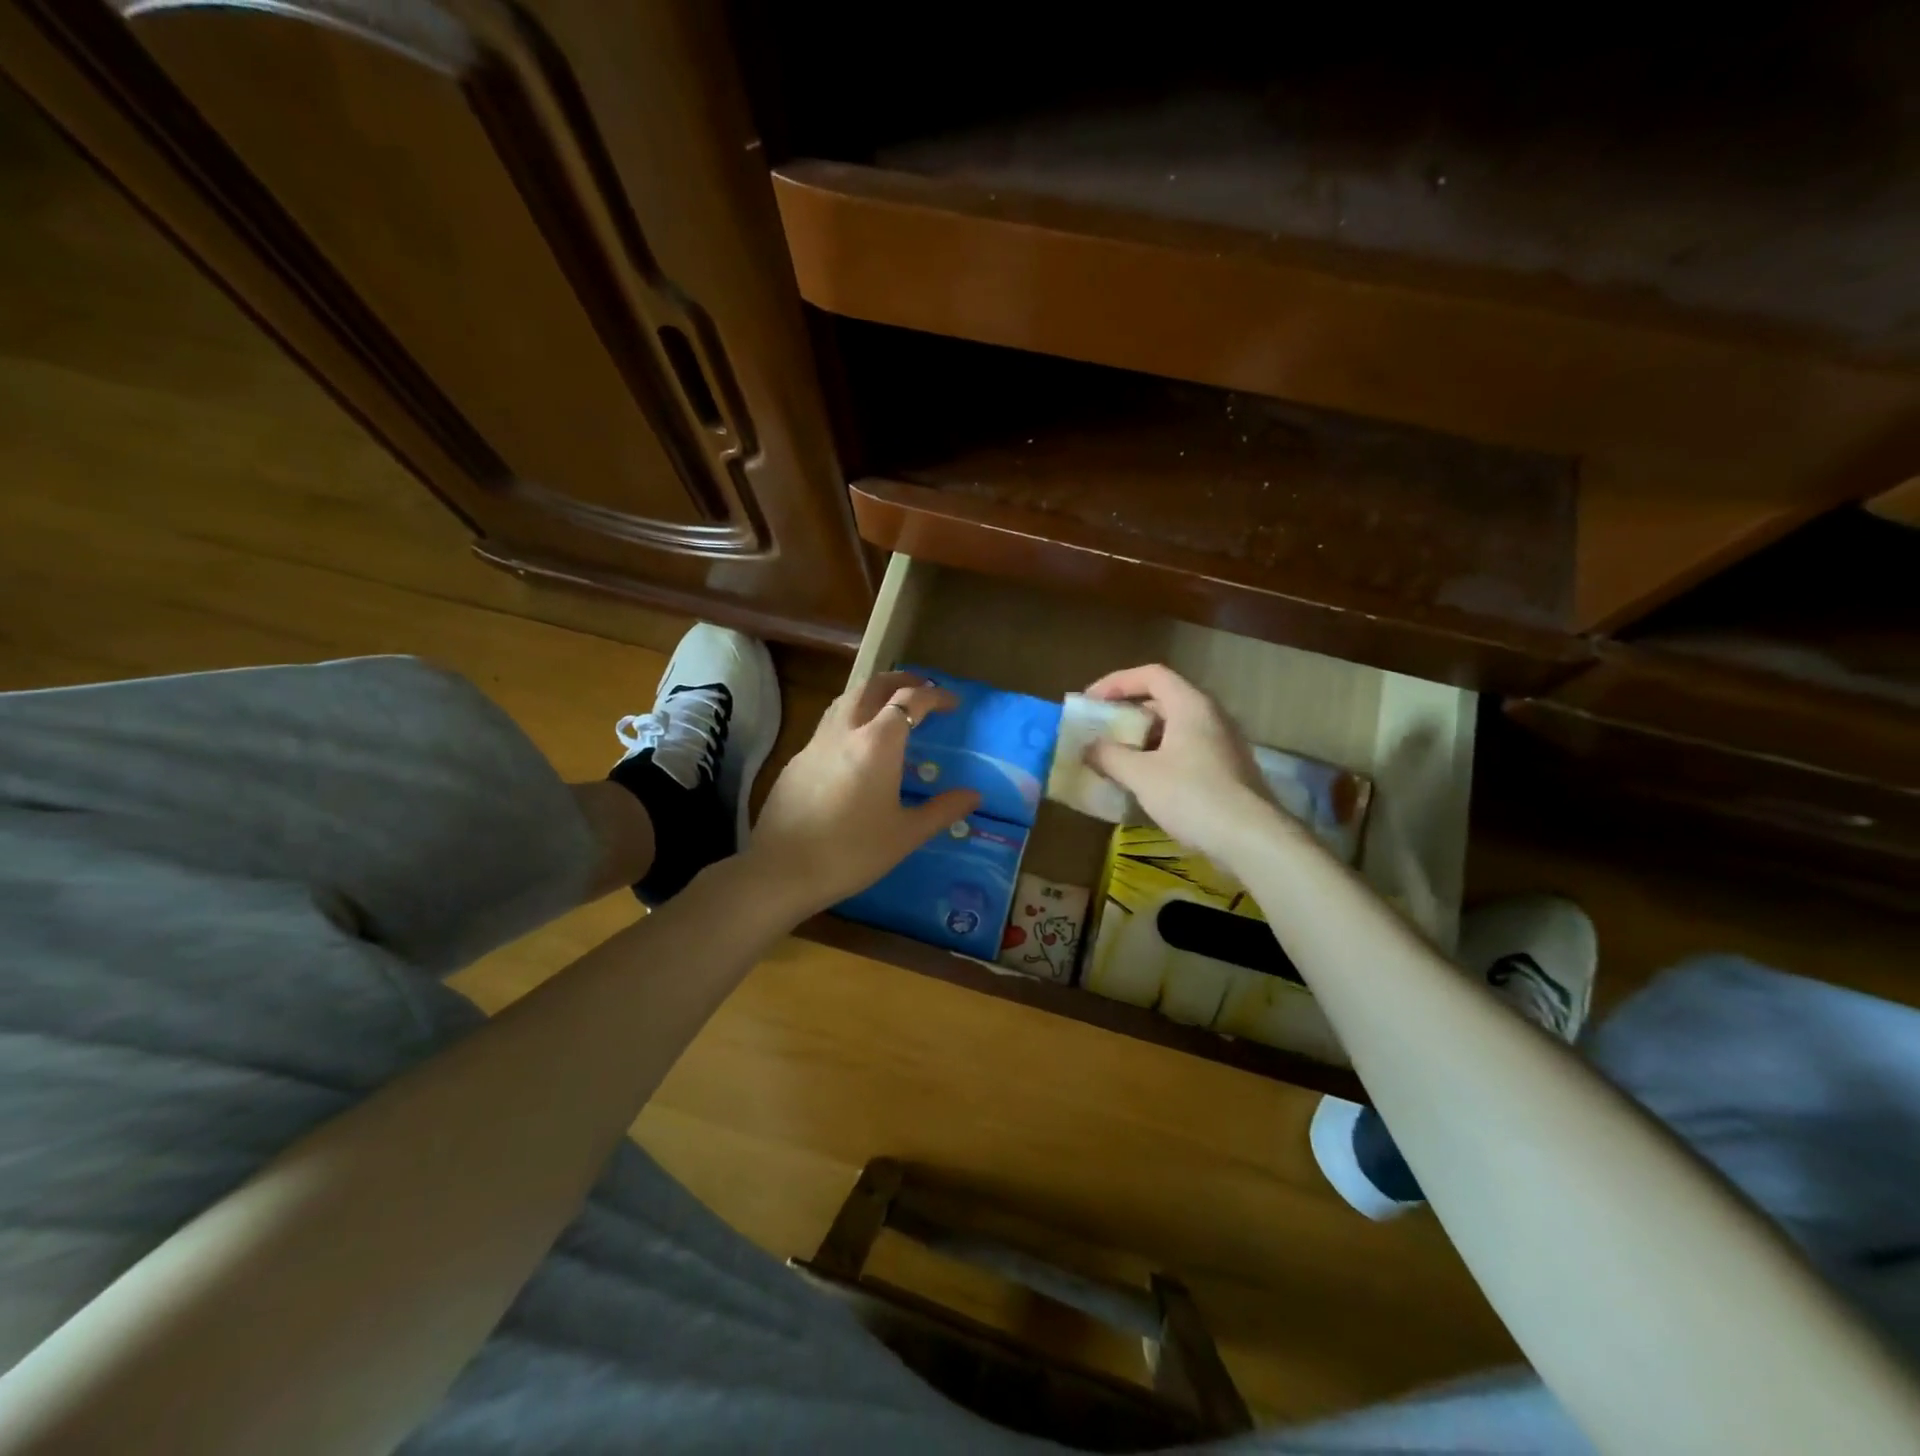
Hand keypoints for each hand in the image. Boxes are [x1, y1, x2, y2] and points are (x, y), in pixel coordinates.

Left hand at [747, 671, 980, 918]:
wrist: (783, 870)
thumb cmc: (852, 851)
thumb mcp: (906, 834)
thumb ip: (942, 810)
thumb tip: (974, 796)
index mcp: (877, 743)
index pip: (910, 701)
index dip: (934, 696)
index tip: (952, 702)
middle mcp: (845, 732)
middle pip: (873, 686)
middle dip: (900, 680)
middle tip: (921, 688)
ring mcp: (816, 744)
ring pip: (845, 700)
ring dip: (871, 693)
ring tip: (888, 706)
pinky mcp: (796, 761)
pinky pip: (828, 725)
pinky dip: (849, 718)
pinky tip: (854, 745)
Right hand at [1082, 664, 1281, 865]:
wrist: (1251, 838)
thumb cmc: (1193, 796)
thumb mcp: (1141, 775)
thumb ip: (1109, 756)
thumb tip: (1088, 747)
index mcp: (1191, 705)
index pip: (1151, 675)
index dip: (1117, 682)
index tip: (1091, 702)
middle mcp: (1211, 716)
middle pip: (1163, 700)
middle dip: (1127, 713)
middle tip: (1100, 730)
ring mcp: (1223, 743)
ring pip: (1175, 728)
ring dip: (1142, 738)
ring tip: (1115, 757)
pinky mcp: (1227, 770)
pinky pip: (1186, 751)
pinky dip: (1160, 757)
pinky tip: (1143, 782)